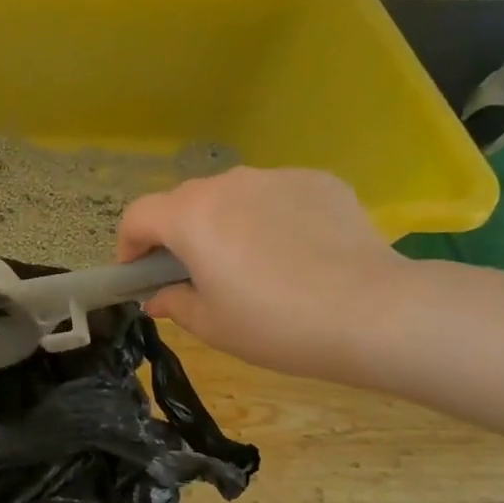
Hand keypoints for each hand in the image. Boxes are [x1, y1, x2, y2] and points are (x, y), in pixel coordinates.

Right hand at [117, 167, 411, 379]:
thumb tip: (158, 297)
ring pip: (230, 196)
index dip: (129, 245)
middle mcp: (226, 185)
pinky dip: (269, 217)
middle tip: (193, 272)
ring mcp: (275, 177)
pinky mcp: (318, 181)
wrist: (374, 312)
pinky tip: (294, 252)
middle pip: (183, 202)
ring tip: (249, 261)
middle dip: (176, 233)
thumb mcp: (211, 324)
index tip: (139, 275)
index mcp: (190, 217)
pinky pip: (274, 196)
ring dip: (223, 222)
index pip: (138, 216)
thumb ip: (174, 303)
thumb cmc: (275, 323)